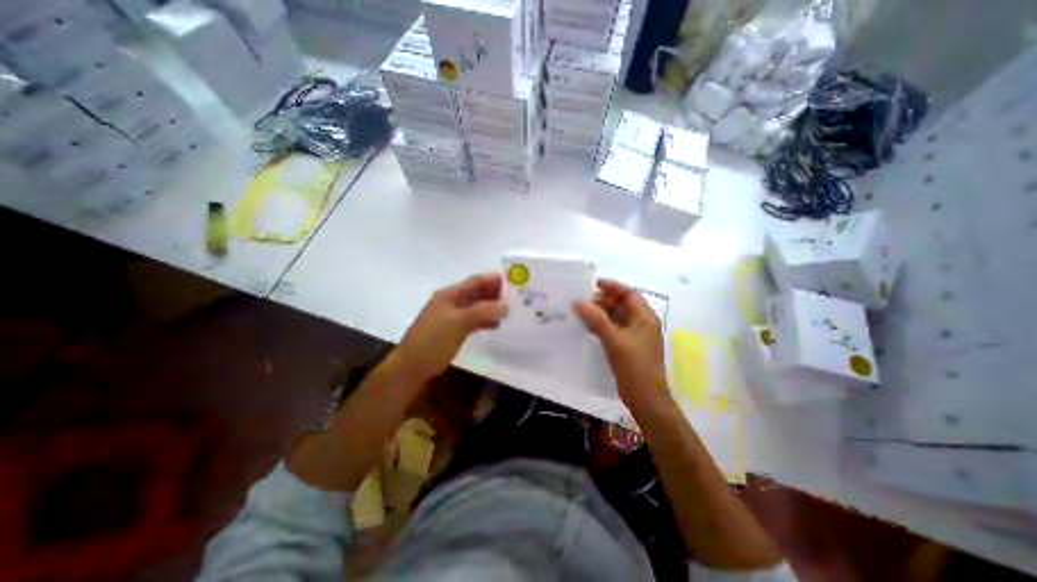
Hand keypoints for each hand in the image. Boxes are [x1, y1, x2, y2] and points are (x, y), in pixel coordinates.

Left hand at [392, 272, 508, 381]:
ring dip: (492, 307)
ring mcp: (452, 316)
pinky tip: (497, 325)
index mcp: (450, 294)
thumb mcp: (458, 322)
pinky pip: (473, 321)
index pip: (475, 281)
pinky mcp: (454, 330)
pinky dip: (485, 321)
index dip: (493, 280)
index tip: (514, 281)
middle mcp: (451, 302)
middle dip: (495, 293)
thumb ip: (482, 312)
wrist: (412, 366)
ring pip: (476, 307)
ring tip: (510, 311)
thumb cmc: (433, 340)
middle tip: (516, 297)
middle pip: (476, 293)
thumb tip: (506, 306)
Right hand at [576, 277, 663, 408]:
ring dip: (600, 313)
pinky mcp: (627, 347)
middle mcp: (641, 324)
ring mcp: (634, 336)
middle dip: (603, 301)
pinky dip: (601, 325)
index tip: (593, 284)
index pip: (629, 294)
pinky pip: (613, 329)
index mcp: (645, 318)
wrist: (646, 399)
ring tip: (581, 312)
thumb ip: (597, 320)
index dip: (612, 287)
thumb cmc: (635, 367)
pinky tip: (587, 327)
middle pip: (622, 305)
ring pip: (616, 317)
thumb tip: (578, 303)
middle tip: (582, 301)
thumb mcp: (615, 341)